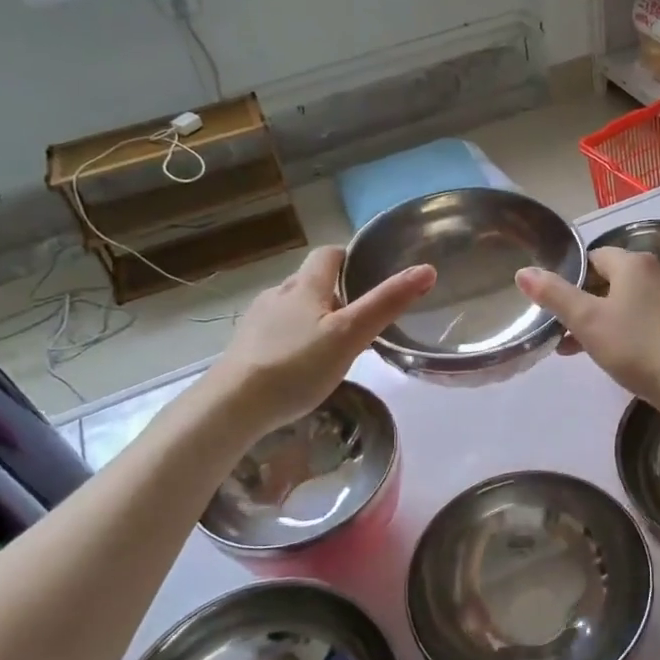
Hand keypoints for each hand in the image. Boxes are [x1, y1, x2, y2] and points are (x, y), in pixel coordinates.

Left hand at [217, 246, 434, 431]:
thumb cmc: (296, 365)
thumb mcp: (350, 335)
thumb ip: (387, 303)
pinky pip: (279, 331)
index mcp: (305, 286)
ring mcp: (259, 321)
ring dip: (316, 316)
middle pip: (312, 281)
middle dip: (337, 292)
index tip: (370, 274)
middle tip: (363, 316)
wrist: (233, 405)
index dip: (350, 258)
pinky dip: (296, 338)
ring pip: (295, 307)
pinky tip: (304, 364)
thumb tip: (426, 269)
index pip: (328, 254)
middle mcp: (279, 294)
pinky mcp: (247, 347)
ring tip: (337, 343)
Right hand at [516, 247, 659, 412]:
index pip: (594, 257)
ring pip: (626, 302)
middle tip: (561, 329)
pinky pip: (644, 319)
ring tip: (577, 348)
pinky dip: (624, 331)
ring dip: (600, 320)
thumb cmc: (635, 345)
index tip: (554, 302)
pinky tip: (612, 356)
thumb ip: (554, 294)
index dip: (571, 277)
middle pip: (610, 280)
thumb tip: (523, 271)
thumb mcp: (586, 320)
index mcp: (635, 263)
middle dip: (583, 302)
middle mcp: (658, 273)